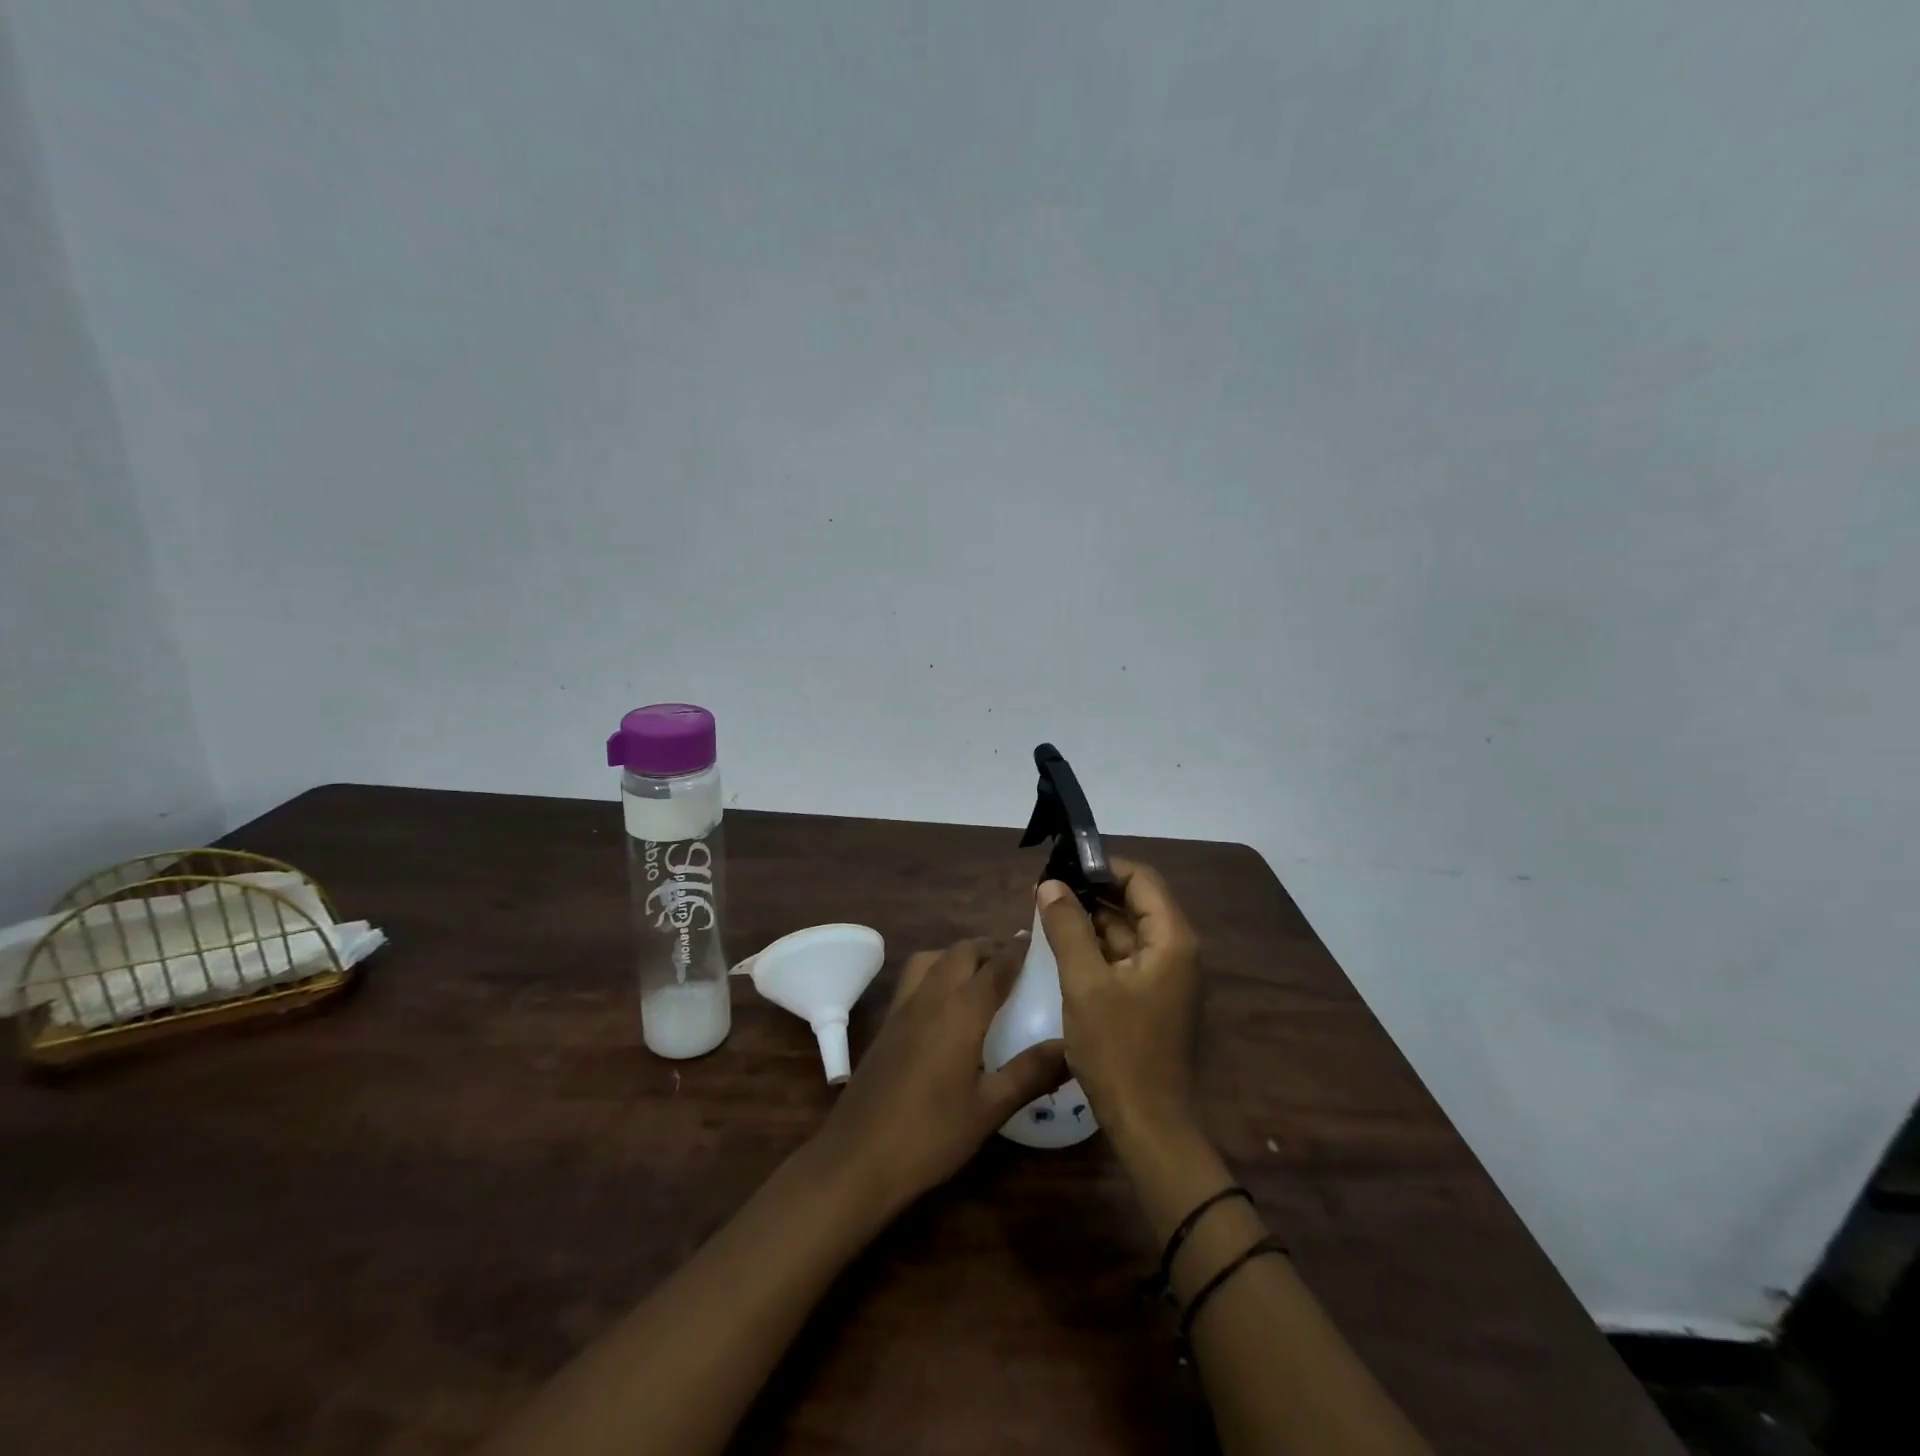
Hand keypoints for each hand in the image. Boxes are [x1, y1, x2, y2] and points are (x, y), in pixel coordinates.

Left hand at [811, 937, 1066, 1215]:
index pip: (996, 965)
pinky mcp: (887, 1023)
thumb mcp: (990, 1108)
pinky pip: (915, 977)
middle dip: (990, 947)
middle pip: (962, 952)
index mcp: (961, 1009)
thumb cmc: (930, 1134)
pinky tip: (947, 1002)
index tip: (1041, 942)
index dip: (1019, 950)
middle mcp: (931, 995)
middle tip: (1017, 958)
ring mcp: (903, 1007)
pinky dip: (937, 971)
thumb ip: (1031, 1072)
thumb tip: (1071, 1046)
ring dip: (959, 954)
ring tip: (982, 972)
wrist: (857, 1158)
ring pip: (933, 958)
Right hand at [1036, 859, 1201, 1144]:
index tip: (1061, 866)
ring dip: (1089, 920)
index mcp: (1172, 939)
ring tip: (1045, 912)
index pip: (1140, 879)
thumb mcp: (1085, 983)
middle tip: (1044, 889)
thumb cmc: (1118, 1050)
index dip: (1101, 866)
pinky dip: (1094, 947)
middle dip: (1089, 892)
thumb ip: (1067, 928)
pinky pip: (1122, 957)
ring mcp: (1165, 975)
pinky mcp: (1150, 996)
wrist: (1147, 1126)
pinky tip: (1060, 946)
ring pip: (1125, 930)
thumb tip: (1049, 884)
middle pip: (1134, 901)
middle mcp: (1175, 949)